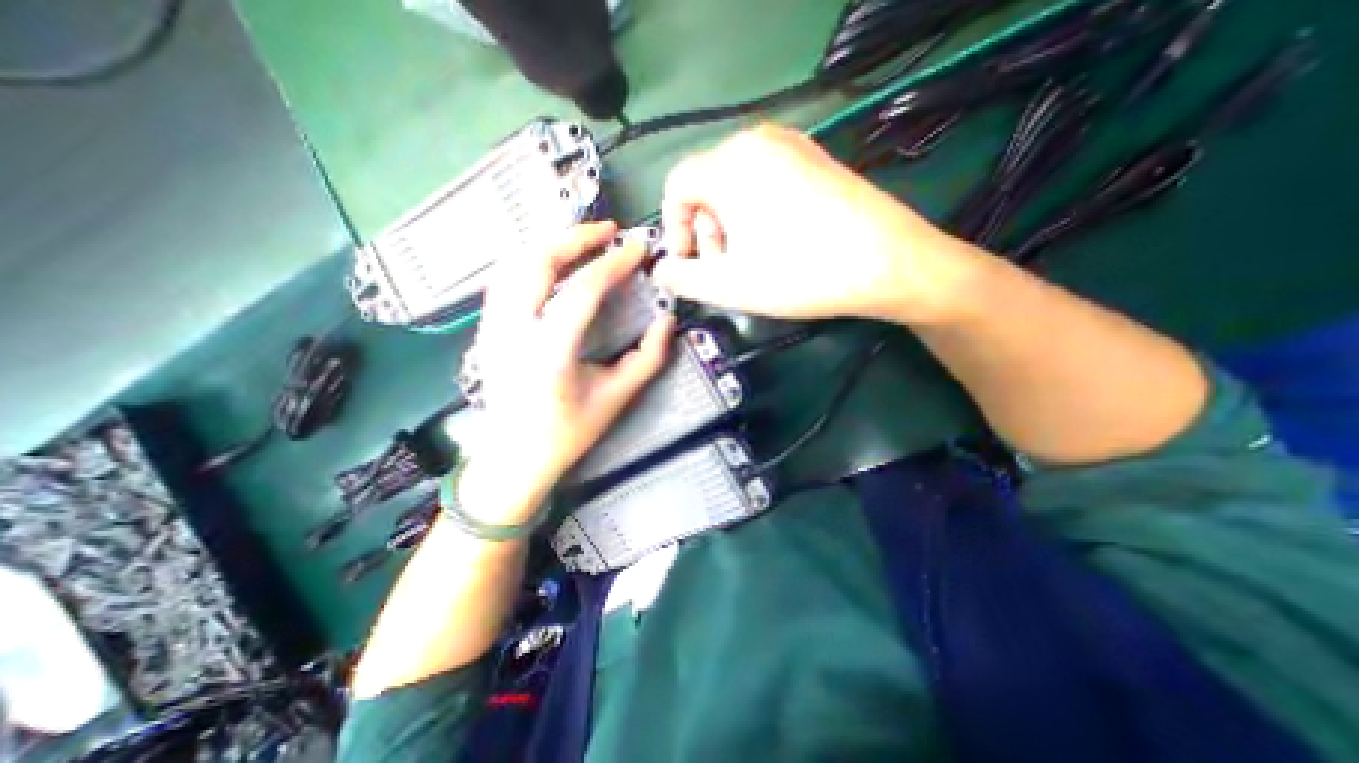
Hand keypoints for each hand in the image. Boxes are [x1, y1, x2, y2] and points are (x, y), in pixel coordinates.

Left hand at [460, 219, 669, 520]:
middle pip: (538, 262)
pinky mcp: (486, 329)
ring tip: (584, 240)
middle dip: (575, 237)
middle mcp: (513, 331)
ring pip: (515, 264)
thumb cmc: (567, 433)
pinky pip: (505, 279)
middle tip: (608, 230)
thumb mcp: (616, 399)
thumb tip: (667, 319)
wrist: (513, 458)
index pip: (582, 291)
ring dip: (552, 244)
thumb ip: (648, 358)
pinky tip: (554, 262)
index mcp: (549, 352)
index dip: (613, 264)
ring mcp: (492, 327)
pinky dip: (533, 260)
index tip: (638, 249)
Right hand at [651, 122, 982, 323]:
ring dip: (729, 226)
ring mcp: (793, 147)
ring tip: (750, 261)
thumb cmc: (800, 273)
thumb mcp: (728, 285)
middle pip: (706, 185)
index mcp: (730, 163)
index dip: (673, 229)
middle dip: (704, 231)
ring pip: (736, 186)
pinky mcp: (815, 161)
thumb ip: (682, 279)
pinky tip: (776, 244)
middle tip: (723, 268)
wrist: (889, 263)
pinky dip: (756, 215)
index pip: (676, 187)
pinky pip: (766, 183)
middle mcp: (758, 141)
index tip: (689, 264)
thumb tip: (661, 271)